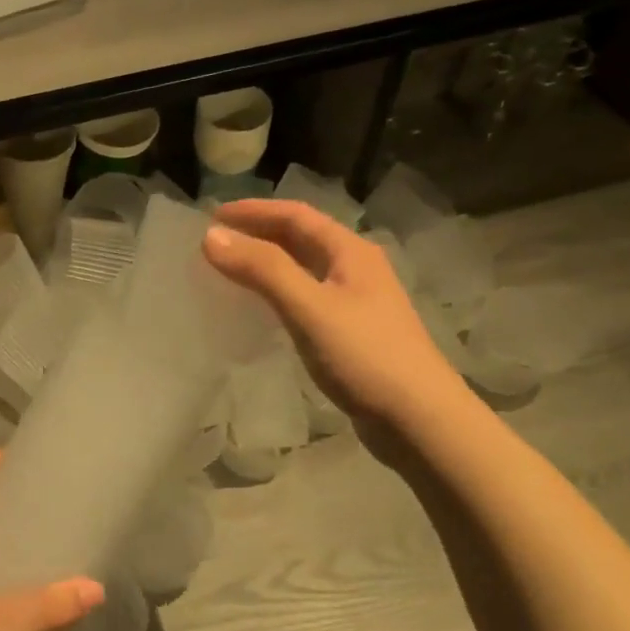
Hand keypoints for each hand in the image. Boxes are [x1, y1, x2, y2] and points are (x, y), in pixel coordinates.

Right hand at [203, 199, 471, 441]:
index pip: (296, 215)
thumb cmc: (365, 356)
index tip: (211, 216)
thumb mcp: (309, 307)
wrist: (418, 418)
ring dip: (268, 264)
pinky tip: (263, 310)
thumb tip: (211, 236)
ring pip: (304, 269)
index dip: (253, 211)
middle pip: (302, 239)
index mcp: (350, 252)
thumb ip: (262, 270)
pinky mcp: (352, 333)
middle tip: (216, 242)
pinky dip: (279, 293)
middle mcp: (356, 268)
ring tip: (231, 270)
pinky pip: (307, 299)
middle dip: (259, 234)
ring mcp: (357, 302)